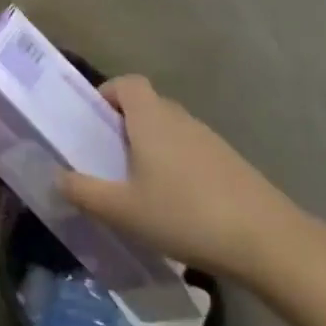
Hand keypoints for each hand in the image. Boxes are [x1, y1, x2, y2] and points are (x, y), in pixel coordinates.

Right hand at [57, 75, 304, 277]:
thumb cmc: (184, 215)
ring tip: (138, 186)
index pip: (127, 83)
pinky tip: (174, 206)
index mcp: (151, 118)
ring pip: (171, 131)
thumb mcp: (121, 210)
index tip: (92, 121)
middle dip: (124, 125)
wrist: (269, 243)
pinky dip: (176, 167)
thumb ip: (82, 191)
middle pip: (148, 106)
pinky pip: (191, 153)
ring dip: (151, 148)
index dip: (107, 94)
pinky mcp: (231, 165)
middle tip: (106, 158)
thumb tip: (57, 178)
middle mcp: (181, 119)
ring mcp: (211, 141)